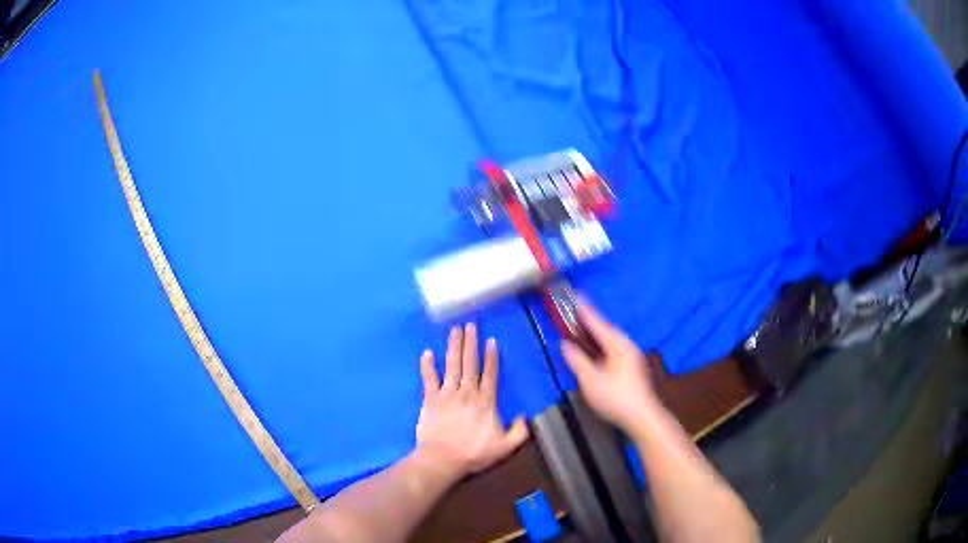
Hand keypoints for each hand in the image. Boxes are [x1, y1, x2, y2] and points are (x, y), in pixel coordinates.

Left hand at [416, 324, 528, 475]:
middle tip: (471, 324)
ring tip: (455, 330)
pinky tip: (427, 352)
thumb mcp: (506, 447)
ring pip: (452, 365)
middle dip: (471, 343)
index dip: (491, 357)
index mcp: (486, 401)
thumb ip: (520, 431)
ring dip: (453, 346)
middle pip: (470, 363)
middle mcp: (467, 392)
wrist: (443, 459)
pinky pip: (429, 379)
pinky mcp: (430, 400)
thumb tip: (526, 416)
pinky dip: (428, 365)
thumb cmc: (474, 453)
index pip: (490, 374)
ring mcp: (447, 394)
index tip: (491, 340)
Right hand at [561, 299, 660, 431]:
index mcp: (617, 346)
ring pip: (613, 339)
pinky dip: (604, 344)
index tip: (577, 295)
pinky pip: (615, 348)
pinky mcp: (633, 367)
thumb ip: (577, 360)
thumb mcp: (590, 380)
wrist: (642, 417)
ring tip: (585, 330)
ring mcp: (632, 357)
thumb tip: (565, 345)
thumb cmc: (616, 397)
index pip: (598, 323)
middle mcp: (627, 346)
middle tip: (578, 313)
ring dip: (599, 333)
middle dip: (593, 321)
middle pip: (608, 329)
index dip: (586, 310)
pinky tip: (598, 352)